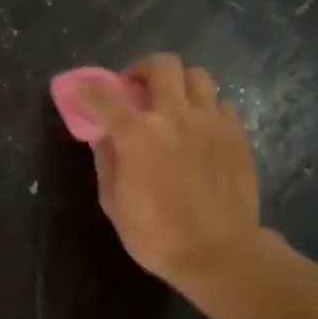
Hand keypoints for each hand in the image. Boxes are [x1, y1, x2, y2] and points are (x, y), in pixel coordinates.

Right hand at [75, 54, 267, 299]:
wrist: (220, 253)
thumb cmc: (157, 235)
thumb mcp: (114, 203)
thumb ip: (107, 162)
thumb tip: (103, 137)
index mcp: (138, 135)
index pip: (104, 95)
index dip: (87, 88)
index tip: (80, 90)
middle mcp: (175, 117)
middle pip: (161, 65)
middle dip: (141, 69)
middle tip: (134, 89)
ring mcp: (211, 122)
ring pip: (197, 75)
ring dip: (178, 83)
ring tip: (171, 104)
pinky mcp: (237, 135)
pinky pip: (222, 103)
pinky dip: (205, 106)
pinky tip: (199, 127)